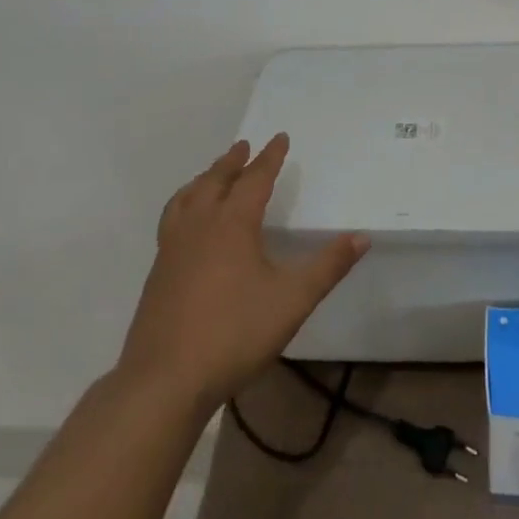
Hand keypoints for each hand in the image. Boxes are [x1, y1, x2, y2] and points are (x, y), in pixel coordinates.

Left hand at [118, 134, 367, 411]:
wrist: (165, 380)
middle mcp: (199, 226)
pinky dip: (184, 205)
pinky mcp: (157, 272)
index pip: (254, 179)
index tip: (280, 137)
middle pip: (215, 181)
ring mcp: (172, 248)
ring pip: (187, 198)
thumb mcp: (293, 300)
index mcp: (232, 224)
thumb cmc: (235, 333)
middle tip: (243, 146)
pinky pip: (172, 220)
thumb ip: (328, 267)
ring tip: (211, 176)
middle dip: (232, 162)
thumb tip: (361, 236)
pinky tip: (188, 225)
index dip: (270, 157)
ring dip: (203, 180)